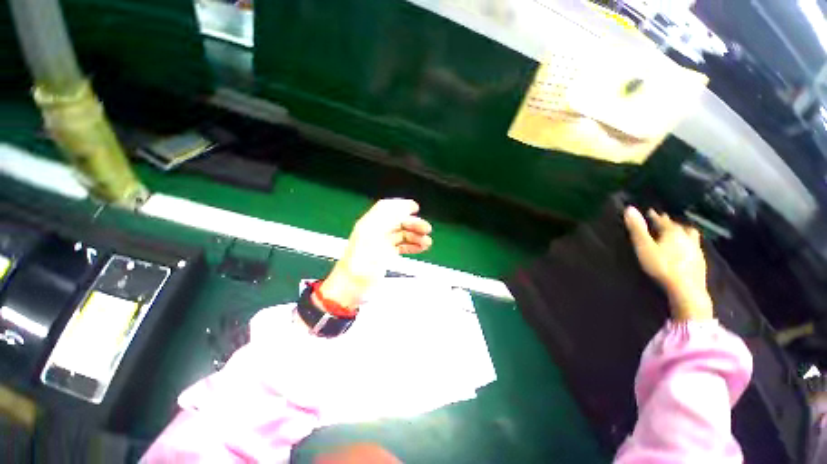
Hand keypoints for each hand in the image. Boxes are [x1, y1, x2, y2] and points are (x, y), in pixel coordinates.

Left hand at [319, 199, 432, 308]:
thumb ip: (387, 219)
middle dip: (413, 223)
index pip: (386, 208)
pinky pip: (401, 246)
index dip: (401, 205)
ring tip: (427, 242)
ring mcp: (381, 244)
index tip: (415, 208)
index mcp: (369, 224)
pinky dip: (412, 246)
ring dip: (415, 236)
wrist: (352, 287)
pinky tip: (420, 247)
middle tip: (427, 229)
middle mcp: (375, 232)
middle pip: (397, 221)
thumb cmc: (361, 262)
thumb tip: (404, 208)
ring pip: (401, 234)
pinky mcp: (385, 255)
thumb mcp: (372, 236)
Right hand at [624, 206, 713, 320]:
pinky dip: (688, 242)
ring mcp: (696, 248)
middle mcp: (686, 236)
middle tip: (662, 220)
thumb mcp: (644, 247)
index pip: (661, 220)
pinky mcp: (700, 260)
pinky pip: (694, 245)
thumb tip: (629, 208)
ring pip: (689, 234)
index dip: (654, 216)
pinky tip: (687, 248)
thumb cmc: (662, 266)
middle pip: (677, 226)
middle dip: (669, 222)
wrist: (687, 288)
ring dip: (682, 230)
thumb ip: (637, 229)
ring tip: (678, 231)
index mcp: (672, 231)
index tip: (649, 211)